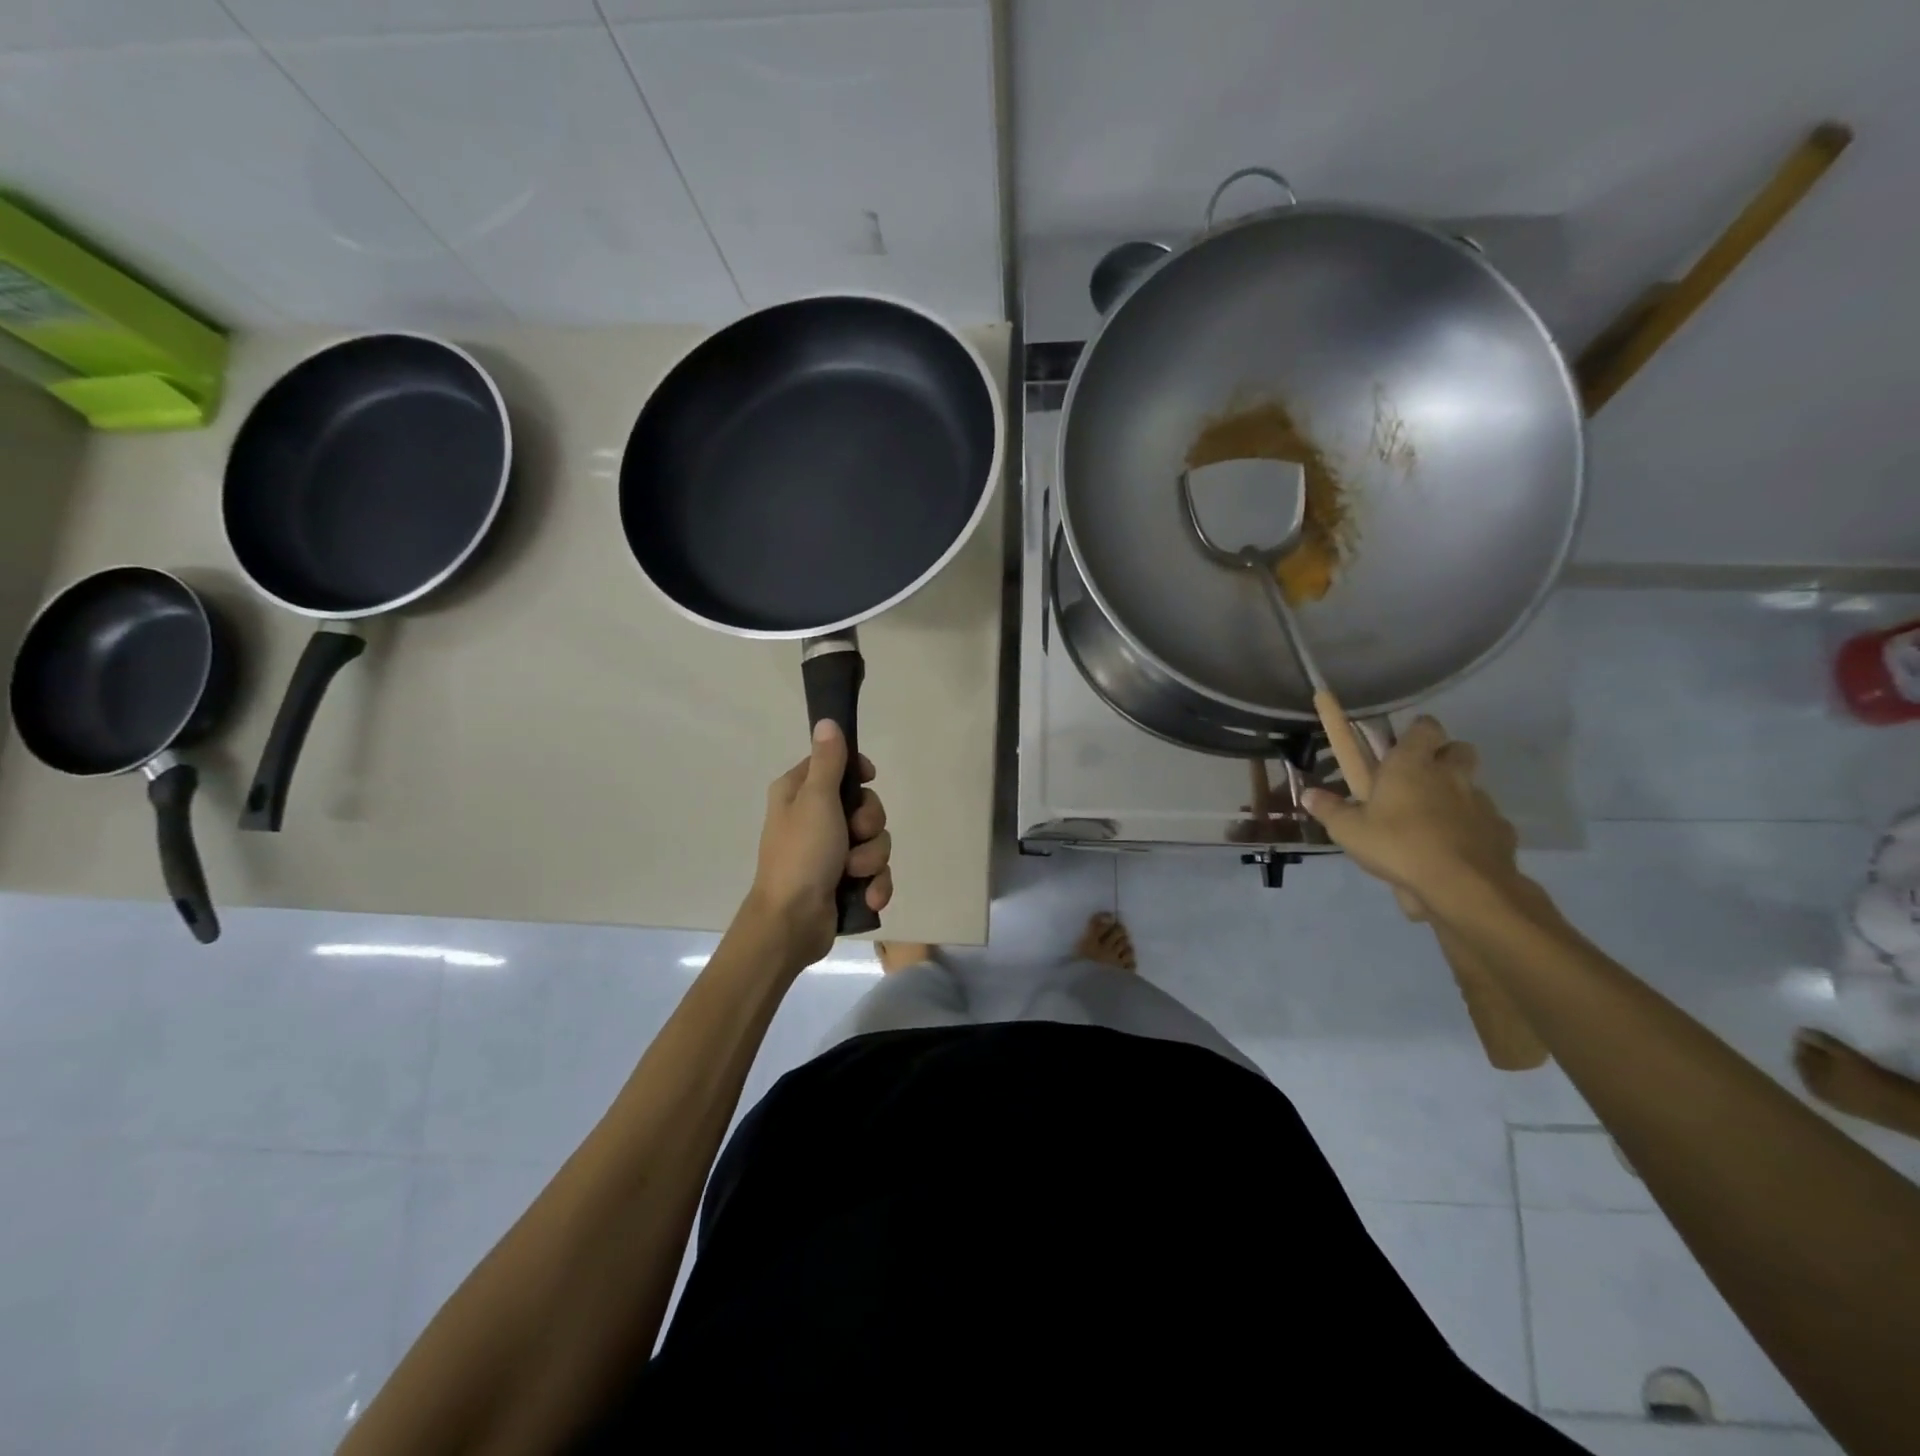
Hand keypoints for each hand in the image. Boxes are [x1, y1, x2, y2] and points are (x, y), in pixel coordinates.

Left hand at [746, 720, 892, 966]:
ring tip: (854, 873)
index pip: (837, 765)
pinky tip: (868, 896)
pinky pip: (875, 872)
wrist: (792, 923)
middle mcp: (815, 818)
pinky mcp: (844, 880)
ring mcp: (831, 852)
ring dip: (871, 858)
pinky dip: (875, 884)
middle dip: (869, 825)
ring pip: (875, 840)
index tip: (867, 779)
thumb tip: (827, 721)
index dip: (858, 772)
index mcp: (799, 793)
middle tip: (854, 835)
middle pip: (865, 805)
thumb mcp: (816, 800)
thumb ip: (827, 761)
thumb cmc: (801, 854)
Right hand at [1302, 715, 1520, 912]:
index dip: (1418, 732)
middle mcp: (1450, 774)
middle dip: (1444, 757)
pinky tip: (1454, 849)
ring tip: (1433, 821)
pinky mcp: (1500, 830)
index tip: (1405, 744)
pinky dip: (1472, 828)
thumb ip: (1329, 809)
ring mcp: (1480, 802)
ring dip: (1457, 794)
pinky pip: (1486, 821)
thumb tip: (1309, 794)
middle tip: (1421, 778)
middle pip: (1459, 749)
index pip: (1425, 727)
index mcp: (1412, 764)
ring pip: (1473, 786)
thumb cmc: (1397, 844)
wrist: (1461, 885)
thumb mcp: (1348, 830)